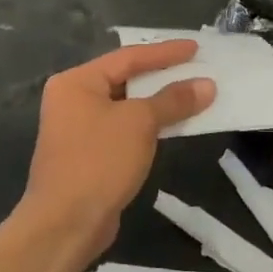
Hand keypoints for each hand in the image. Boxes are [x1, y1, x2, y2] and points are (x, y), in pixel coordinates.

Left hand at [20, 40, 215, 260]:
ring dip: (158, 102)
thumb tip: (206, 84)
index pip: (127, 57)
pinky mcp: (88, 155)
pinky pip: (123, 129)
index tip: (195, 48)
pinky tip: (172, 125)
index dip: (164, 52)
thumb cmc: (99, 161)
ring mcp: (77, 129)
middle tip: (196, 68)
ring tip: (192, 95)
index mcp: (76, 82)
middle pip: (124, 79)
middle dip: (162, 76)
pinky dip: (147, 125)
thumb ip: (173, 100)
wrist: (66, 223)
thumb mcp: (140, 123)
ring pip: (125, 106)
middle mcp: (72, 99)